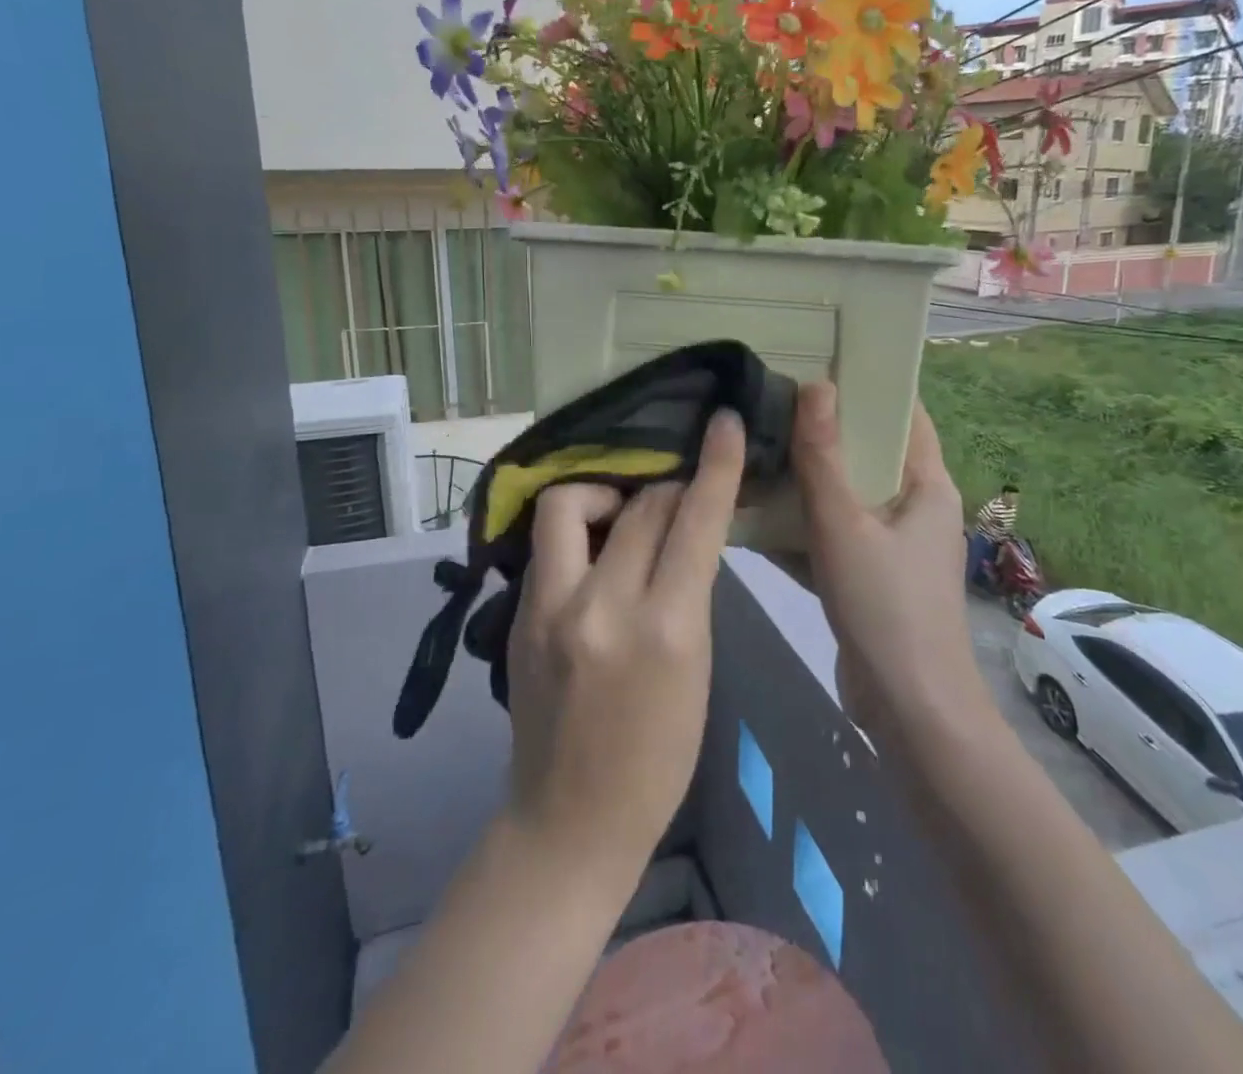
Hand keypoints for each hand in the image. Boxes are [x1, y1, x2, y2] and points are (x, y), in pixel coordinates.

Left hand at [503, 410, 746, 882]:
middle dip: (667, 487)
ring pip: (568, 503)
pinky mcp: (517, 616)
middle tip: (676, 497)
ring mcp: (548, 608)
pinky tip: (592, 554)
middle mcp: (601, 607)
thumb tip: (682, 533)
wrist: (570, 820)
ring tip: (619, 517)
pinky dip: (577, 531)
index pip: (693, 523)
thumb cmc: (658, 757)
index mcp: (665, 629)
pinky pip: (549, 543)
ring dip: (604, 495)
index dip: (716, 466)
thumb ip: (688, 593)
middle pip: (639, 505)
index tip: (725, 422)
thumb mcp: (697, 670)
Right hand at [792, 382, 987, 734]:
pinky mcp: (870, 578)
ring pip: (847, 497)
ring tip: (758, 446)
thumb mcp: (845, 525)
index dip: (870, 386)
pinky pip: (834, 536)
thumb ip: (823, 458)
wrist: (909, 711)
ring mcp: (893, 546)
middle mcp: (915, 508)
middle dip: (825, 430)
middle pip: (869, 454)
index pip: (906, 415)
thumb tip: (815, 386)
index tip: (820, 362)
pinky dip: (803, 525)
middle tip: (773, 401)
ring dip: (808, 479)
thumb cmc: (886, 607)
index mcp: (927, 486)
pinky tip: (755, 513)